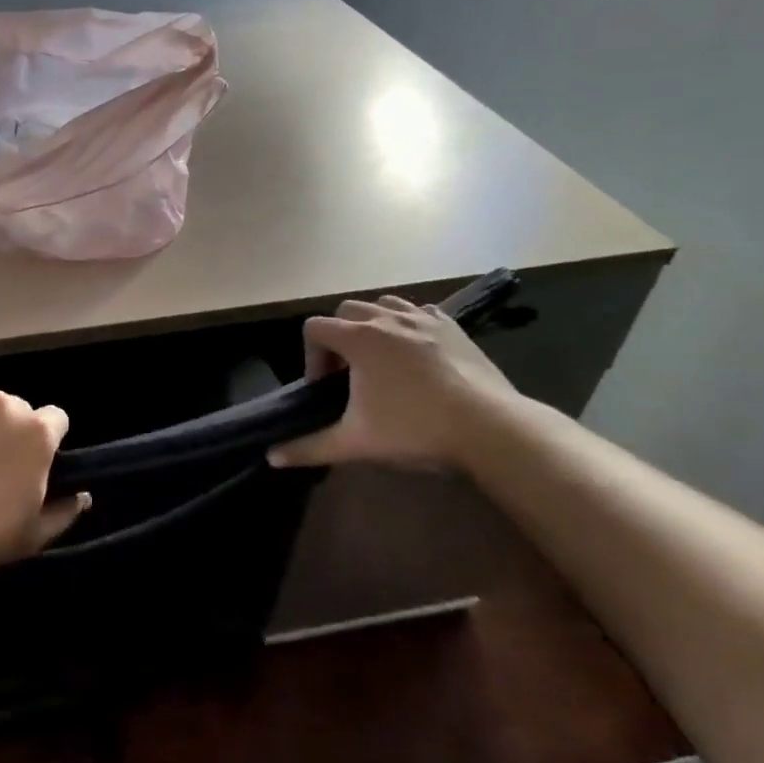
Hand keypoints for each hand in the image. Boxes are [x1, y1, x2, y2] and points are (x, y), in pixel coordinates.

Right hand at [267, 296, 520, 469]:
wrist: (491, 428)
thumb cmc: (416, 429)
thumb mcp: (356, 442)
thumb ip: (310, 447)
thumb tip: (271, 458)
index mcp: (357, 338)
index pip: (314, 328)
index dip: (312, 356)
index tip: (326, 387)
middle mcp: (384, 318)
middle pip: (345, 311)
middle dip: (339, 337)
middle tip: (351, 373)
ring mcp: (422, 318)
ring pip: (382, 304)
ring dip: (373, 324)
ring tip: (381, 358)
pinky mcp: (452, 326)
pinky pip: (419, 311)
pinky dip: (408, 324)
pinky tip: (416, 353)